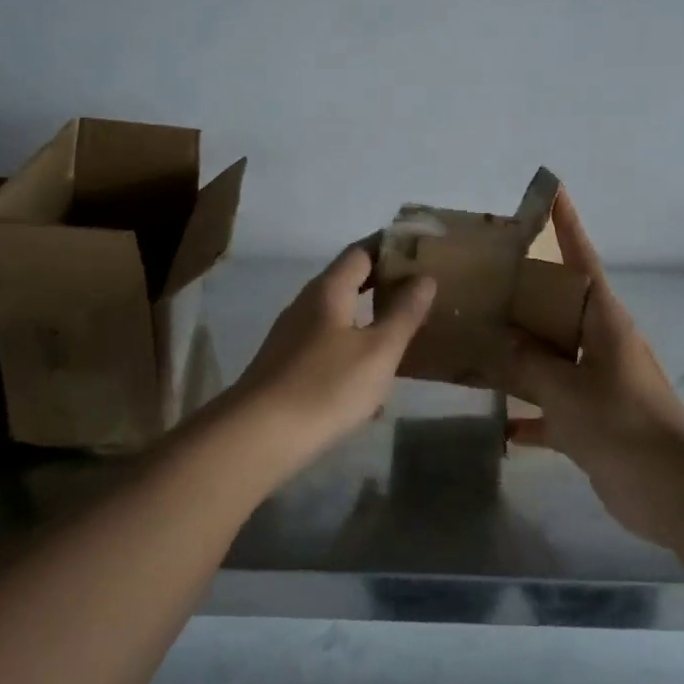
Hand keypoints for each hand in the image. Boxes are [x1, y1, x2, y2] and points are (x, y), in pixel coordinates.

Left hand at [227, 242, 436, 471]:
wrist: (259, 437)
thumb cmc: (326, 386)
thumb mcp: (378, 351)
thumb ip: (403, 313)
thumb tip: (424, 277)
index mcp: (328, 291)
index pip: (361, 251)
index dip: (391, 246)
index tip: (423, 249)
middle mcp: (306, 305)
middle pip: (348, 281)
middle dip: (384, 282)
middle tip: (423, 289)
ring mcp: (293, 337)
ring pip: (339, 314)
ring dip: (370, 315)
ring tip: (405, 327)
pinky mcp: (288, 366)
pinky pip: (329, 343)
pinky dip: (355, 345)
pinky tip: (372, 373)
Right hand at [504, 191, 683, 535]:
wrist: (671, 489)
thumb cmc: (623, 423)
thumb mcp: (567, 388)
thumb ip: (529, 363)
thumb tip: (500, 342)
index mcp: (604, 322)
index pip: (582, 261)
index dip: (567, 226)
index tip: (552, 191)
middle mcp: (601, 345)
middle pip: (558, 309)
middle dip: (525, 294)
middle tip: (482, 279)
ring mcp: (597, 385)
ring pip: (551, 359)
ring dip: (520, 356)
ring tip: (476, 343)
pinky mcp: (592, 423)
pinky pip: (551, 411)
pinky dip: (529, 418)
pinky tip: (498, 426)